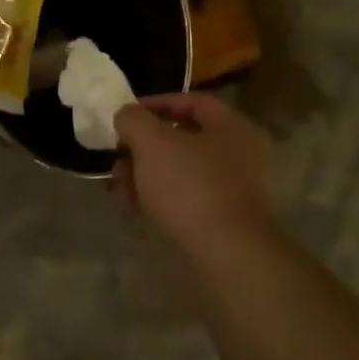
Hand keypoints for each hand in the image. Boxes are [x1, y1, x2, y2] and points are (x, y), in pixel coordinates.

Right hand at [113, 93, 277, 256]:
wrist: (226, 257)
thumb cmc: (190, 187)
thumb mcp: (151, 143)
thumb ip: (133, 119)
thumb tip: (125, 115)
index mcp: (233, 128)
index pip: (193, 102)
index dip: (156, 103)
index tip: (125, 114)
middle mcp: (240, 156)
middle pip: (183, 138)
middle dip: (144, 145)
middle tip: (118, 154)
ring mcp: (234, 191)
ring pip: (180, 171)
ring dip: (146, 173)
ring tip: (119, 186)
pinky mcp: (223, 221)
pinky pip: (186, 198)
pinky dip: (159, 198)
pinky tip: (134, 208)